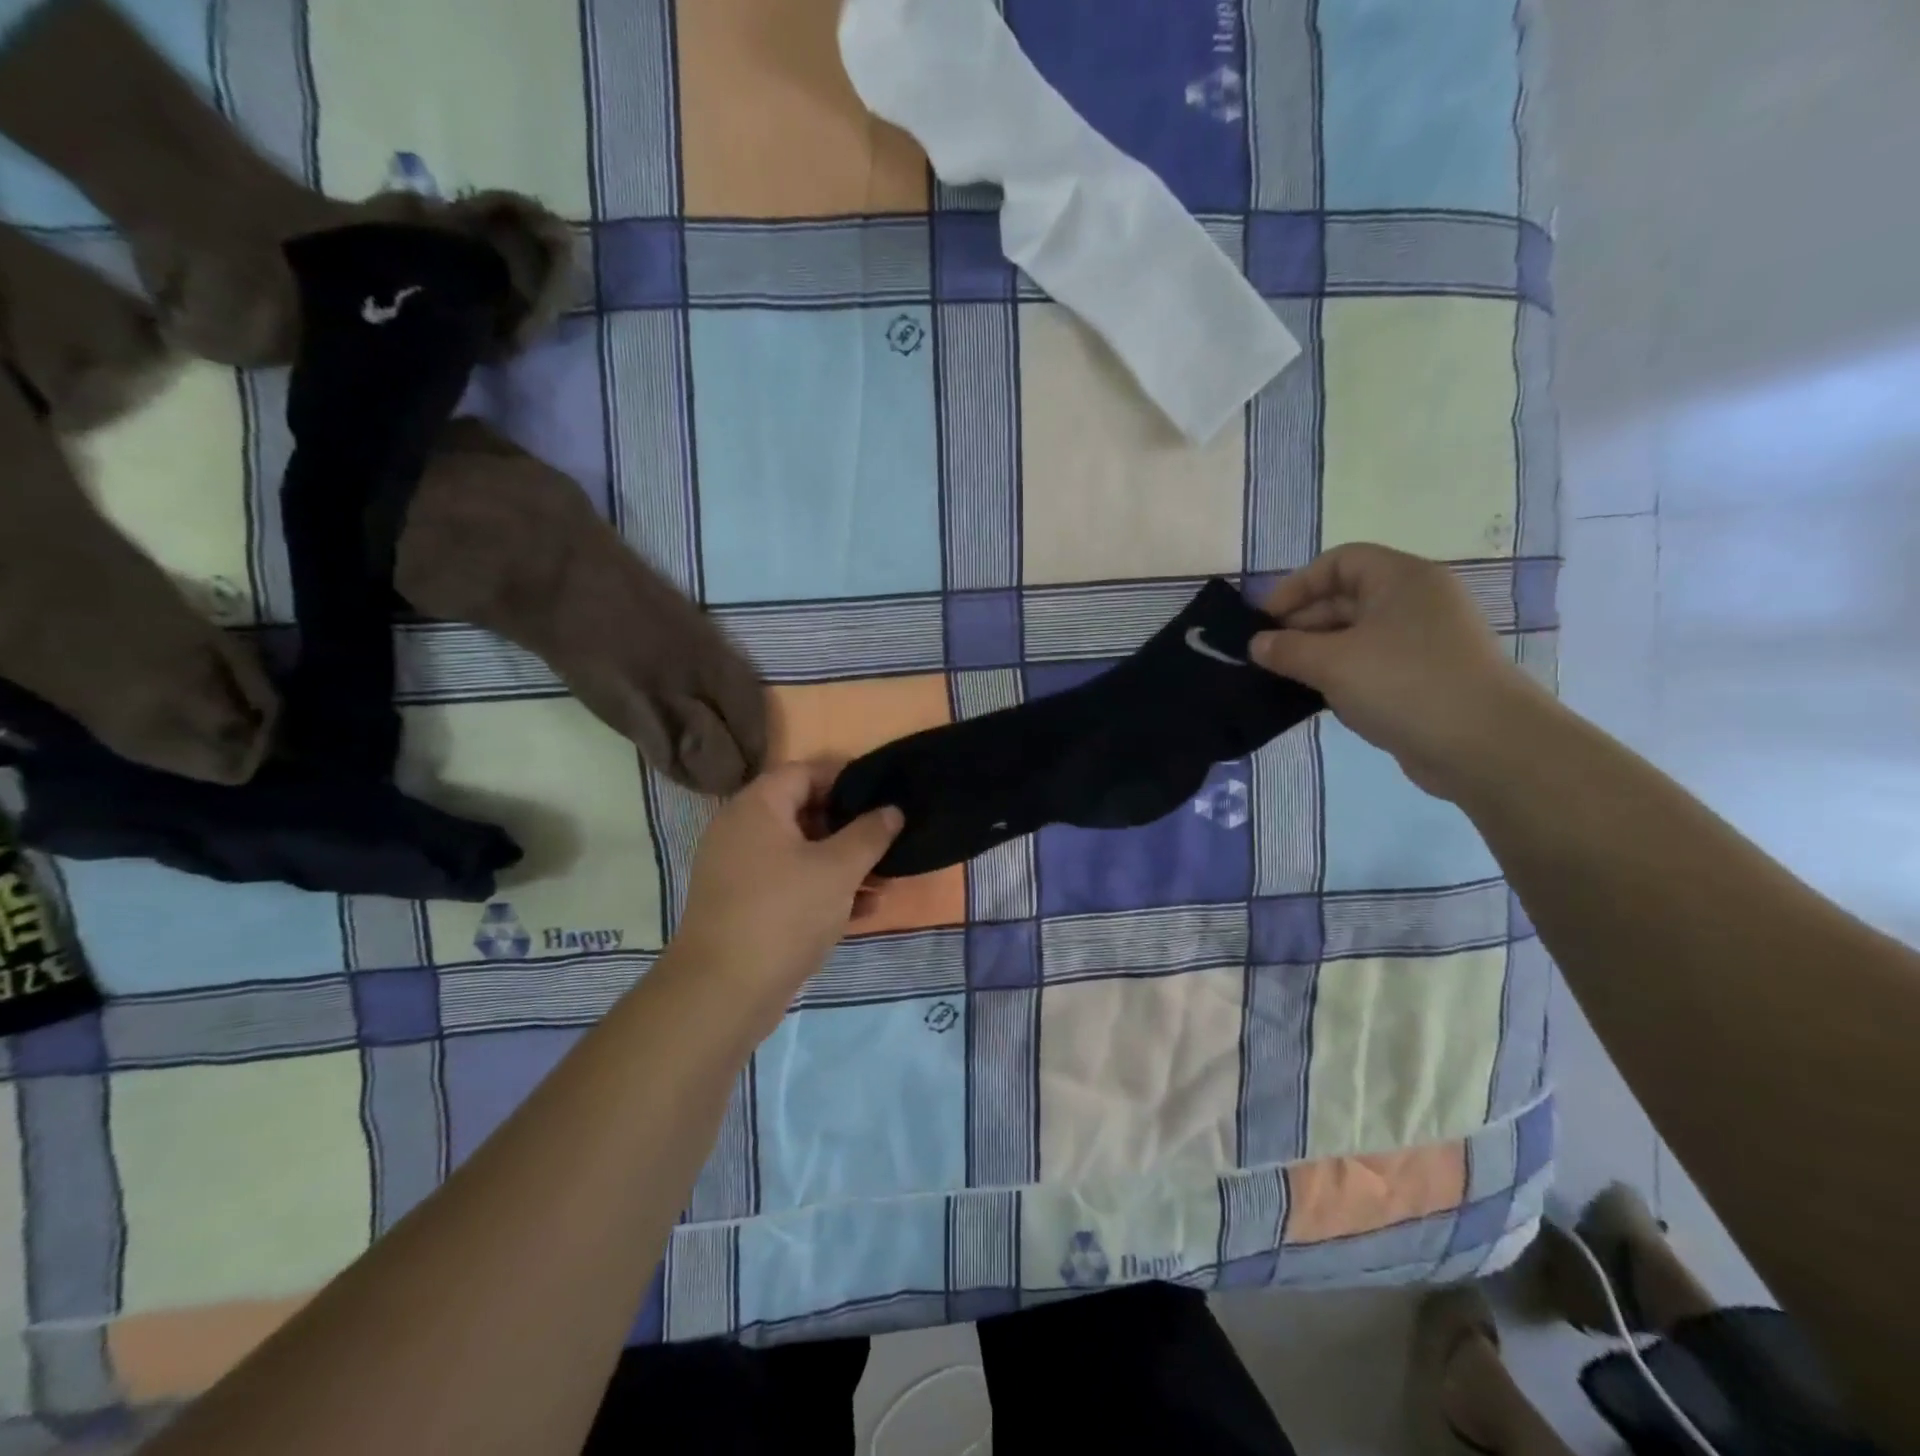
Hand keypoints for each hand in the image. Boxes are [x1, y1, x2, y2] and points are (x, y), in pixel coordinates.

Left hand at [670, 761, 902, 1027]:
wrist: (723, 992)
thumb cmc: (784, 913)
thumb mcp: (838, 870)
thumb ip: (869, 834)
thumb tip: (891, 810)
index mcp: (758, 807)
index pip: (805, 772)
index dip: (846, 777)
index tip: (883, 794)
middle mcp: (742, 831)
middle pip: (804, 813)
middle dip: (850, 828)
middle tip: (888, 840)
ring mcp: (740, 871)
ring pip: (801, 854)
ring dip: (843, 864)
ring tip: (885, 880)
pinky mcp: (745, 906)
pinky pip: (791, 884)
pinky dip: (824, 890)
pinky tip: (864, 910)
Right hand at [1251, 544, 1542, 798]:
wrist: (1485, 745)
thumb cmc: (1404, 684)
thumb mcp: (1332, 663)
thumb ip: (1287, 649)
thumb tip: (1256, 644)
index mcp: (1402, 579)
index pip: (1339, 562)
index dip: (1297, 585)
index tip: (1264, 620)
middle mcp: (1416, 601)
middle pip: (1346, 598)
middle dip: (1302, 624)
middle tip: (1266, 655)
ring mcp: (1424, 641)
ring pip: (1357, 635)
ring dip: (1318, 653)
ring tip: (1284, 678)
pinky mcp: (1426, 677)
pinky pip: (1373, 664)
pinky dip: (1342, 675)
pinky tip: (1319, 698)